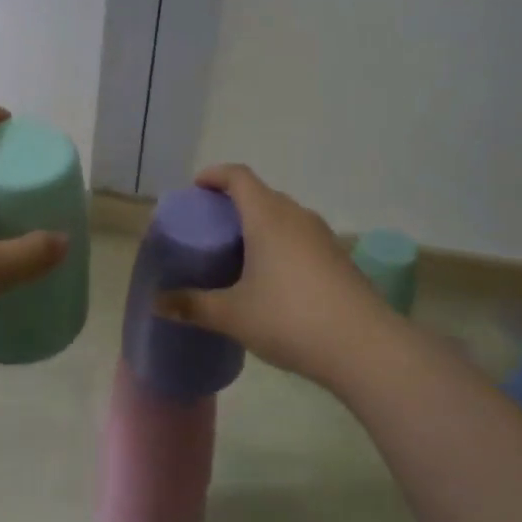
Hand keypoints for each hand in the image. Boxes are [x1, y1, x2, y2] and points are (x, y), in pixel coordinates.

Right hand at [155, 164, 399, 388]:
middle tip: (211, 225)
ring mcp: (323, 236)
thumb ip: (192, 305)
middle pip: (261, 194)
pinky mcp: (339, 258)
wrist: (364, 346)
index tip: (196, 187)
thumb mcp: (233, 315)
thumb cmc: (290, 318)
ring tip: (238, 252)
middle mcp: (296, 215)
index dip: (215, 175)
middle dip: (234, 202)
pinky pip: (301, 237)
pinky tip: (273, 277)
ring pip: (284, 216)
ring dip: (260, 224)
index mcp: (268, 216)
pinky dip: (280, 243)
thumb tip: (157, 302)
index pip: (238, 176)